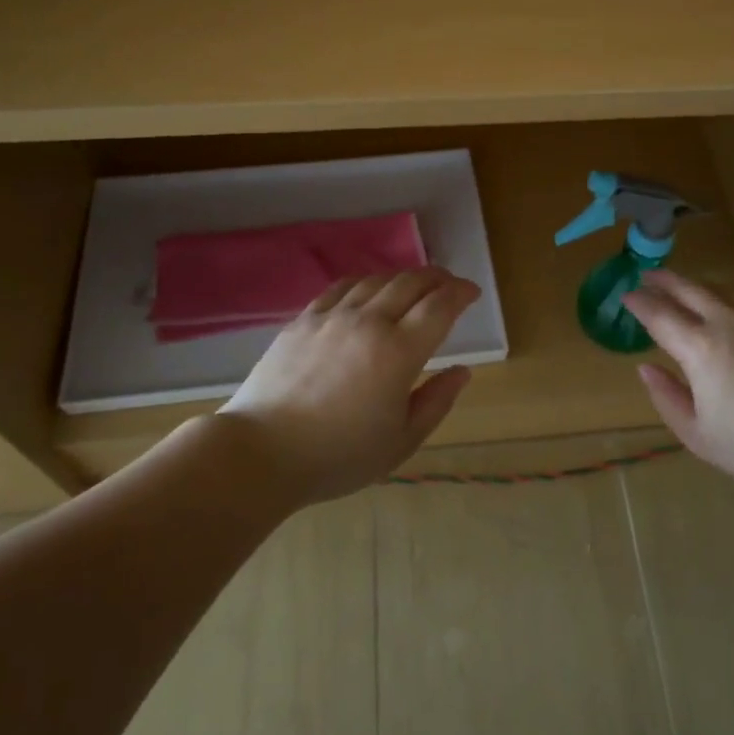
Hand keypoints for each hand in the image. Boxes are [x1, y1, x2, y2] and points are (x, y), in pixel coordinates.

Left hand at [219, 267, 479, 503]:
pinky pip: (342, 287)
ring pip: (377, 280)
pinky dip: (366, 282)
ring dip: (403, 278)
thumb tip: (462, 371)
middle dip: (437, 278)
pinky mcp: (303, 320)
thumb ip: (436, 401)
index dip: (460, 293)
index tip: (471, 292)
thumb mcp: (401, 441)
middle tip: (449, 285)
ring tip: (414, 286)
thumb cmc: (339, 456)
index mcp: (399, 352)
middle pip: (410, 283)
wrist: (262, 452)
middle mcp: (368, 322)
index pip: (439, 306)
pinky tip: (368, 291)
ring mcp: (332, 317)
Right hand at [622, 270, 733, 495]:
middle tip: (649, 275)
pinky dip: (728, 301)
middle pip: (691, 291)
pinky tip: (729, 311)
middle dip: (666, 280)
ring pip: (722, 292)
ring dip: (697, 287)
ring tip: (685, 288)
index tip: (626, 295)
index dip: (640, 303)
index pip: (660, 316)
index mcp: (700, 349)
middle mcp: (728, 325)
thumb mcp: (699, 435)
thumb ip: (668, 398)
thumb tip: (646, 368)